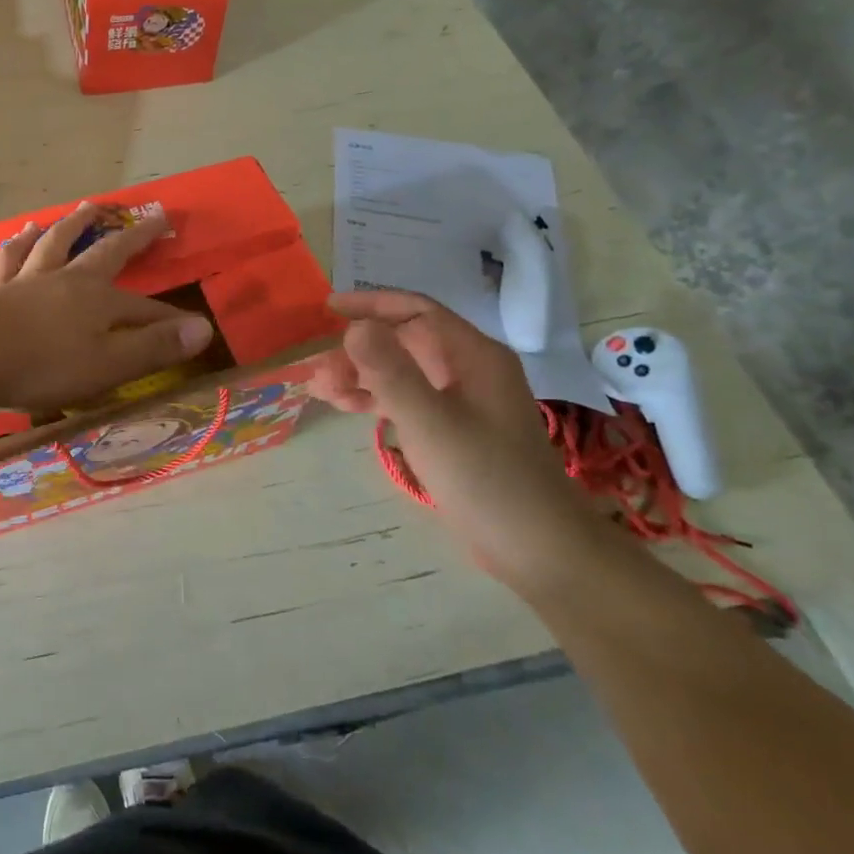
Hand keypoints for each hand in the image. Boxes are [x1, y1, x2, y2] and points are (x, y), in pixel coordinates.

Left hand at [0, 202, 213, 413]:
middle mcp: (65, 279)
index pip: (143, 308)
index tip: (192, 326)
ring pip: (55, 242)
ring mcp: (27, 280)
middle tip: (150, 216)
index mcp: (96, 299)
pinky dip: (18, 244)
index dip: (168, 319)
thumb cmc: (44, 367)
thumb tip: (202, 328)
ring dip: (73, 224)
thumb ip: (153, 347)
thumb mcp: (108, 365)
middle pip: (104, 251)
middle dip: (131, 237)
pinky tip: (18, 235)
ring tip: (84, 208)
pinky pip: (10, 258)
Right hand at [304, 290, 609, 589]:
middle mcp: (468, 370)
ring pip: (400, 372)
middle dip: (356, 351)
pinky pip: (405, 399)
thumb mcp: (429, 420)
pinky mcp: (453, 430)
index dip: (371, 304)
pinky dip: (374, 399)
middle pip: (403, 342)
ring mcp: (461, 402)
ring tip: (318, 390)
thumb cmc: (485, 477)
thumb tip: (353, 327)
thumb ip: (390, 371)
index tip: (328, 308)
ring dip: (359, 376)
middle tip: (315, 369)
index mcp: (474, 356)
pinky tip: (343, 406)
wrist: (538, 549)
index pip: (417, 311)